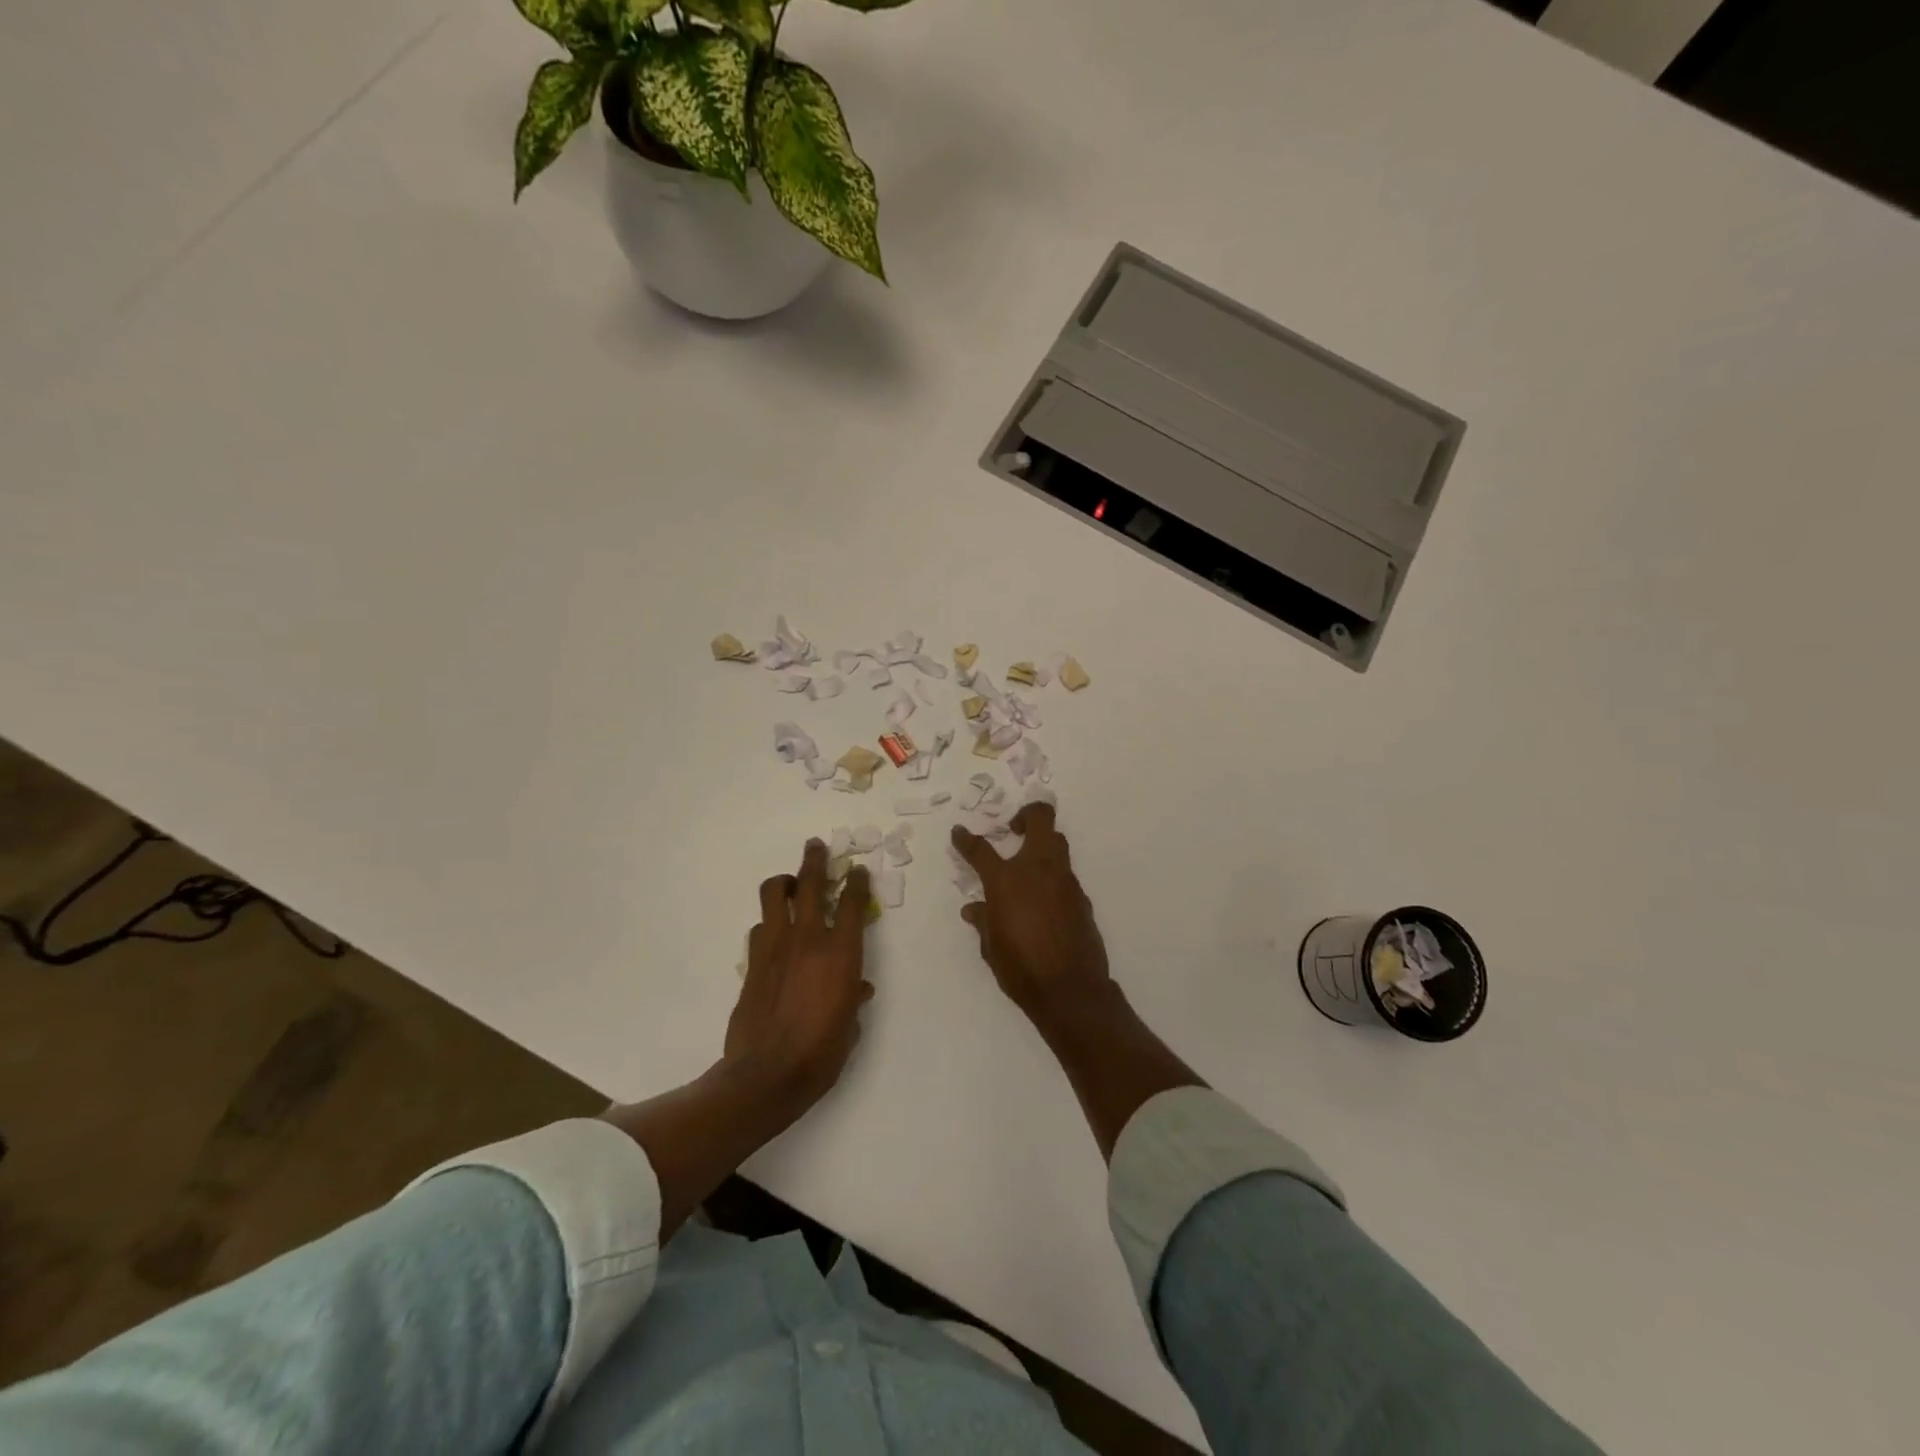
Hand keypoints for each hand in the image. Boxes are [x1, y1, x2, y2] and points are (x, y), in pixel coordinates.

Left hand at [724, 839, 873, 1118]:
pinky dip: (768, 923)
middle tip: (816, 845)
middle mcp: (808, 939)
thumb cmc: (821, 1053)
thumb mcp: (850, 1026)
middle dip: (814, 860)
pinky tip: (772, 934)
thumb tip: (857, 989)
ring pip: (775, 894)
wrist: (767, 1074)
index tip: (858, 870)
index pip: (853, 902)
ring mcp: (775, 947)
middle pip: (810, 883)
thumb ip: (853, 998)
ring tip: (789, 883)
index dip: (857, 881)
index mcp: (841, 953)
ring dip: (784, 883)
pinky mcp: (752, 962)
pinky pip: (760, 928)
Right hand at [951, 802, 1111, 1028]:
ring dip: (1043, 844)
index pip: (981, 850)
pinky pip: (1065, 875)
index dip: (966, 840)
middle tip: (1014, 828)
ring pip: (1057, 843)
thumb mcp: (991, 947)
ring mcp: (1064, 881)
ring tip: (1029, 864)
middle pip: (1040, 820)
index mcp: (1006, 881)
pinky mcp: (1082, 897)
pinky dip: (1053, 877)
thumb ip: (983, 921)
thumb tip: (973, 909)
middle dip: (1028, 815)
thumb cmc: (1021, 969)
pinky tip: (1045, 900)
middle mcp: (1037, 870)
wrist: (1071, 990)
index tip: (960, 832)